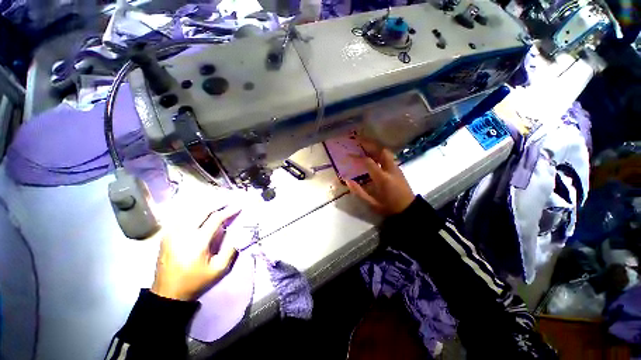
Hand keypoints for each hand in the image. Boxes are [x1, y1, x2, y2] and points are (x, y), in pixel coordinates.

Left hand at [151, 206, 240, 300]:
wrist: (167, 293)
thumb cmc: (195, 281)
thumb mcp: (218, 270)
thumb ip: (230, 250)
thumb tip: (236, 235)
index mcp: (197, 242)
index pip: (215, 219)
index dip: (228, 211)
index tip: (238, 207)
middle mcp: (183, 233)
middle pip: (202, 211)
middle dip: (217, 204)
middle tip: (229, 201)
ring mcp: (172, 233)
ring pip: (191, 212)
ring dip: (206, 206)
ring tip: (217, 204)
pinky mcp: (166, 236)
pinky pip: (182, 218)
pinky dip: (194, 212)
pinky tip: (200, 212)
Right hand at [346, 140, 414, 214]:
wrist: (408, 210)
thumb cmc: (388, 207)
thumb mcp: (371, 203)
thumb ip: (359, 192)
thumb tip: (347, 180)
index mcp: (382, 178)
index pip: (368, 162)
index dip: (357, 157)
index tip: (348, 155)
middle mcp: (390, 170)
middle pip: (381, 151)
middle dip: (369, 144)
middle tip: (358, 140)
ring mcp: (396, 168)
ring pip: (386, 152)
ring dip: (375, 146)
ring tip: (365, 144)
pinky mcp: (398, 169)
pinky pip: (388, 156)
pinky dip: (380, 152)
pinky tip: (374, 154)